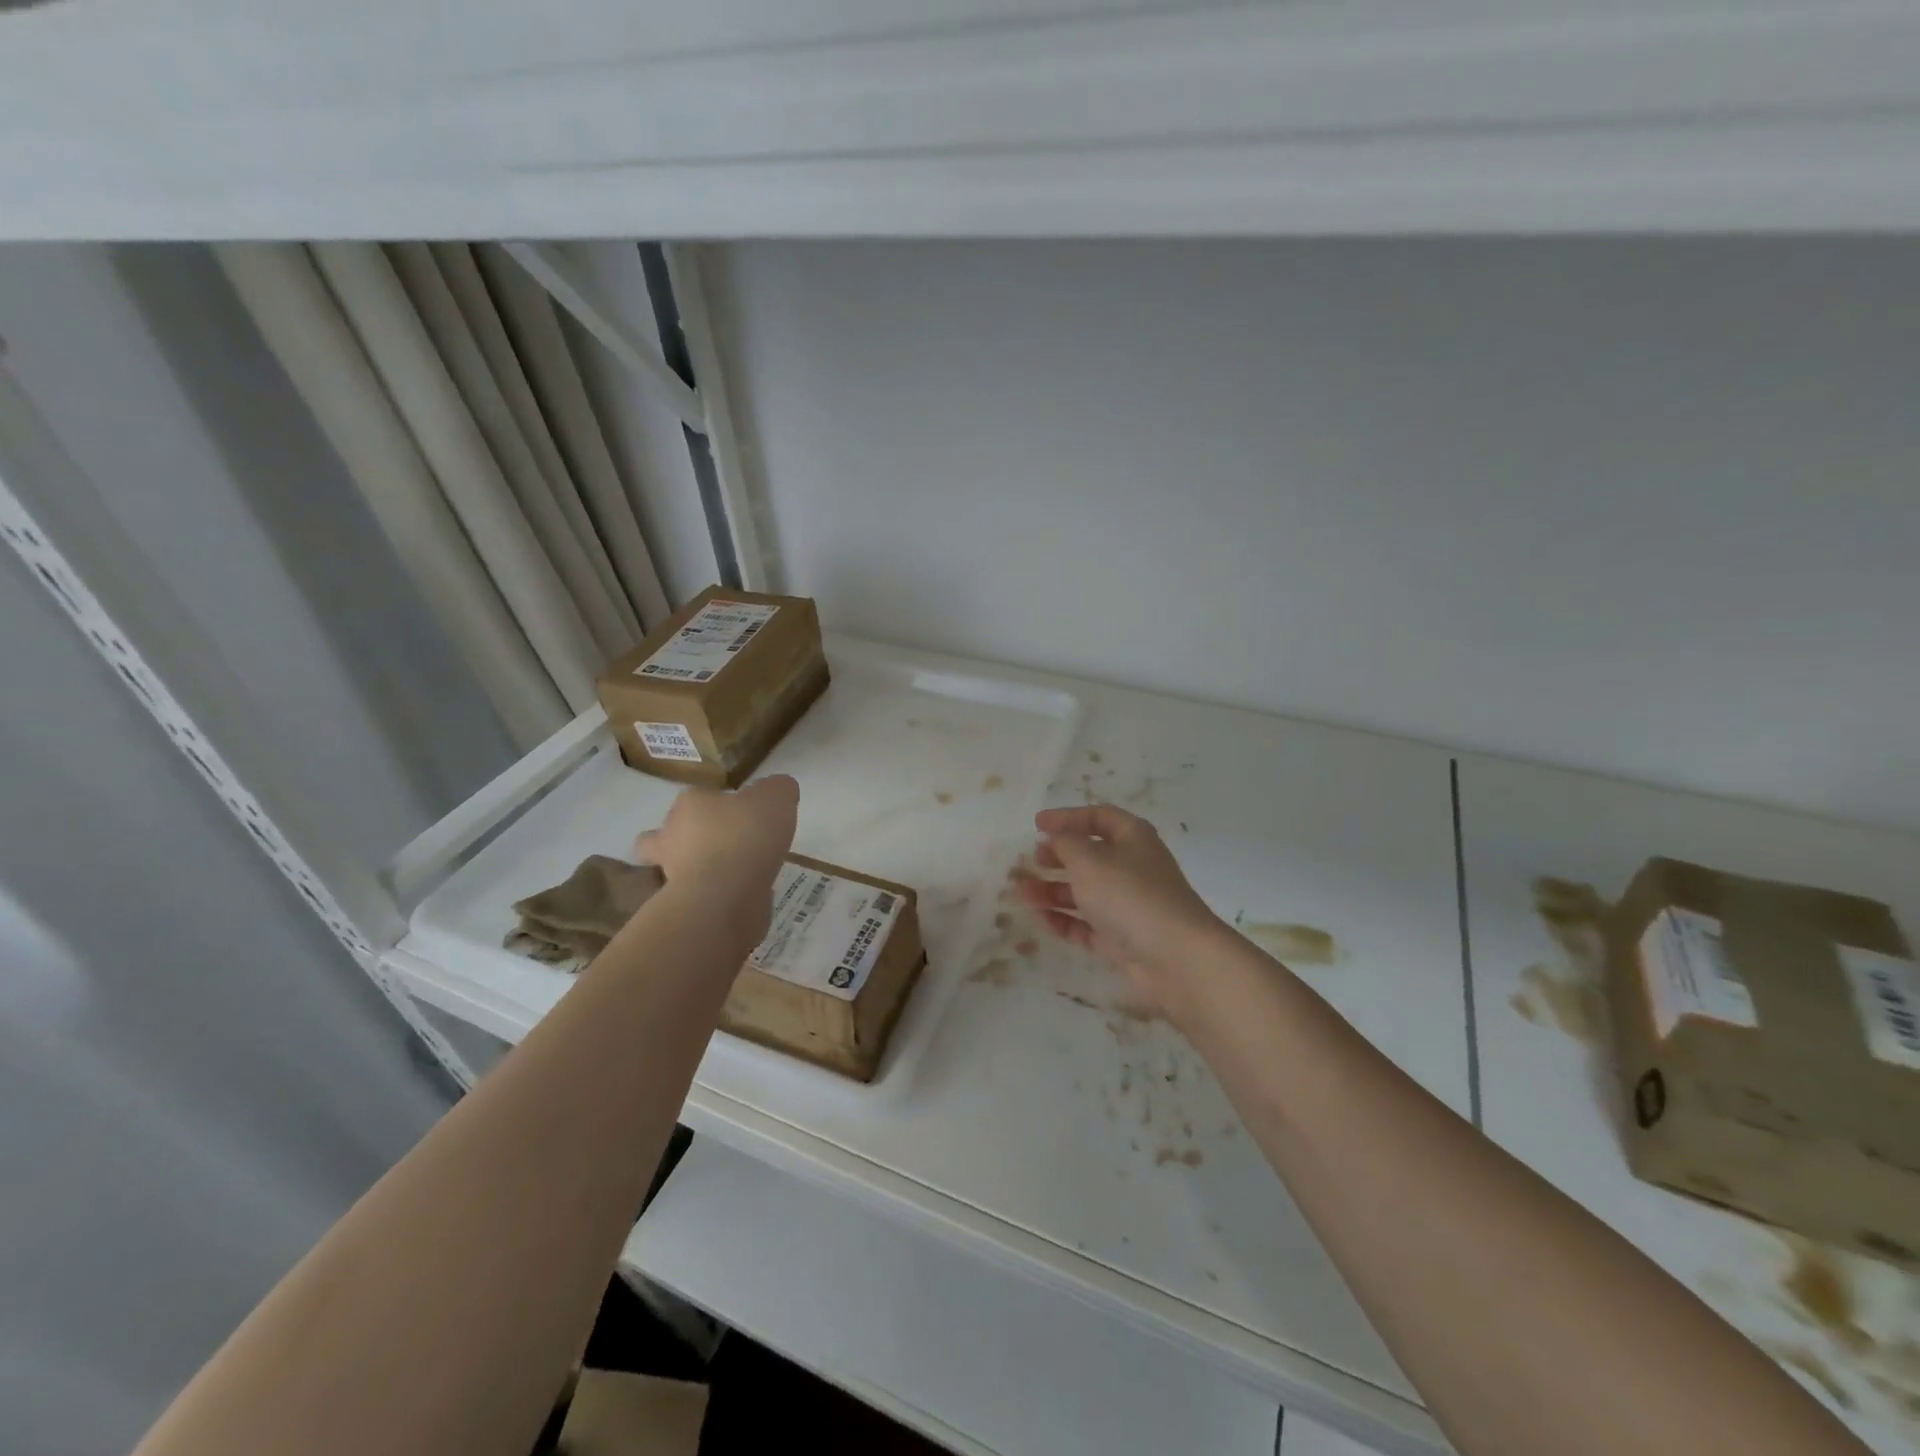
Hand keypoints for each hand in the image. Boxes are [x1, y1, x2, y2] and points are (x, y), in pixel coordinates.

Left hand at [634, 775, 798, 939]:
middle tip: (723, 845)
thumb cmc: (746, 837)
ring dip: (698, 870)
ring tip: (732, 875)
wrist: (725, 897)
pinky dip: (713, 897)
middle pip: (668, 833)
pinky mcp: (682, 907)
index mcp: (690, 803)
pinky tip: (740, 897)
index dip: (716, 804)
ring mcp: (672, 874)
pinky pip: (697, 897)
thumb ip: (779, 789)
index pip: (697, 797)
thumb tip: (778, 791)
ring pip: (677, 868)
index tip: (741, 814)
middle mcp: (671, 835)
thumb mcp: (777, 797)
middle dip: (687, 838)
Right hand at [1016, 804, 1223, 1023]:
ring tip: (1020, 893)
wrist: (1175, 958)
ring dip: (1052, 891)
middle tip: (1031, 860)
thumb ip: (1065, 843)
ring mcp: (1128, 906)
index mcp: (1132, 838)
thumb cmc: (1130, 895)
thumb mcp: (1089, 859)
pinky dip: (1063, 920)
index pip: (1099, 817)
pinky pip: (1086, 925)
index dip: (1068, 817)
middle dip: (1058, 857)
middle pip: (1090, 856)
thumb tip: (1055, 837)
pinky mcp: (1121, 939)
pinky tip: (1039, 918)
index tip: (1037, 824)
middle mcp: (1132, 868)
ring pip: (1085, 892)